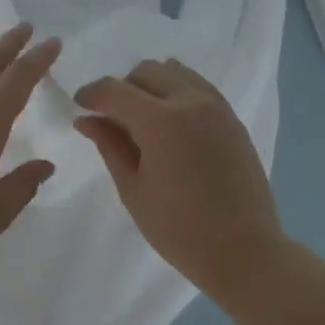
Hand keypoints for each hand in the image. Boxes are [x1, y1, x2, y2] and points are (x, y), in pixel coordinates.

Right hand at [75, 59, 285, 297]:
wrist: (245, 252)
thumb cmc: (179, 229)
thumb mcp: (133, 189)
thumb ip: (109, 144)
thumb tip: (86, 118)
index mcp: (161, 122)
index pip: (114, 90)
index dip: (91, 94)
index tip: (79, 106)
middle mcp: (191, 102)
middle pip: (145, 71)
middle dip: (122, 88)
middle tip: (112, 119)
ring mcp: (216, 107)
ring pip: (174, 71)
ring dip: (151, 86)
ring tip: (143, 120)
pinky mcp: (232, 118)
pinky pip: (197, 86)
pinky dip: (176, 92)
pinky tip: (170, 125)